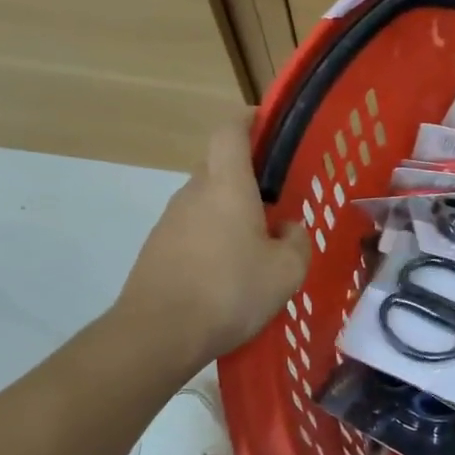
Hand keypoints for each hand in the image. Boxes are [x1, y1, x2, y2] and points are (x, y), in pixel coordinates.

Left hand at [113, 118, 311, 371]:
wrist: (157, 335)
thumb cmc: (230, 291)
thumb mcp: (287, 270)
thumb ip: (296, 240)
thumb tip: (287, 227)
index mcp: (227, 185)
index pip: (230, 131)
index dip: (248, 119)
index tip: (268, 123)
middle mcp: (194, 193)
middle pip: (219, 166)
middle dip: (248, 176)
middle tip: (279, 200)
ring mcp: (170, 221)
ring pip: (207, 201)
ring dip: (232, 211)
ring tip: (259, 245)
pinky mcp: (157, 249)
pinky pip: (194, 229)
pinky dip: (214, 238)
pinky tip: (230, 273)